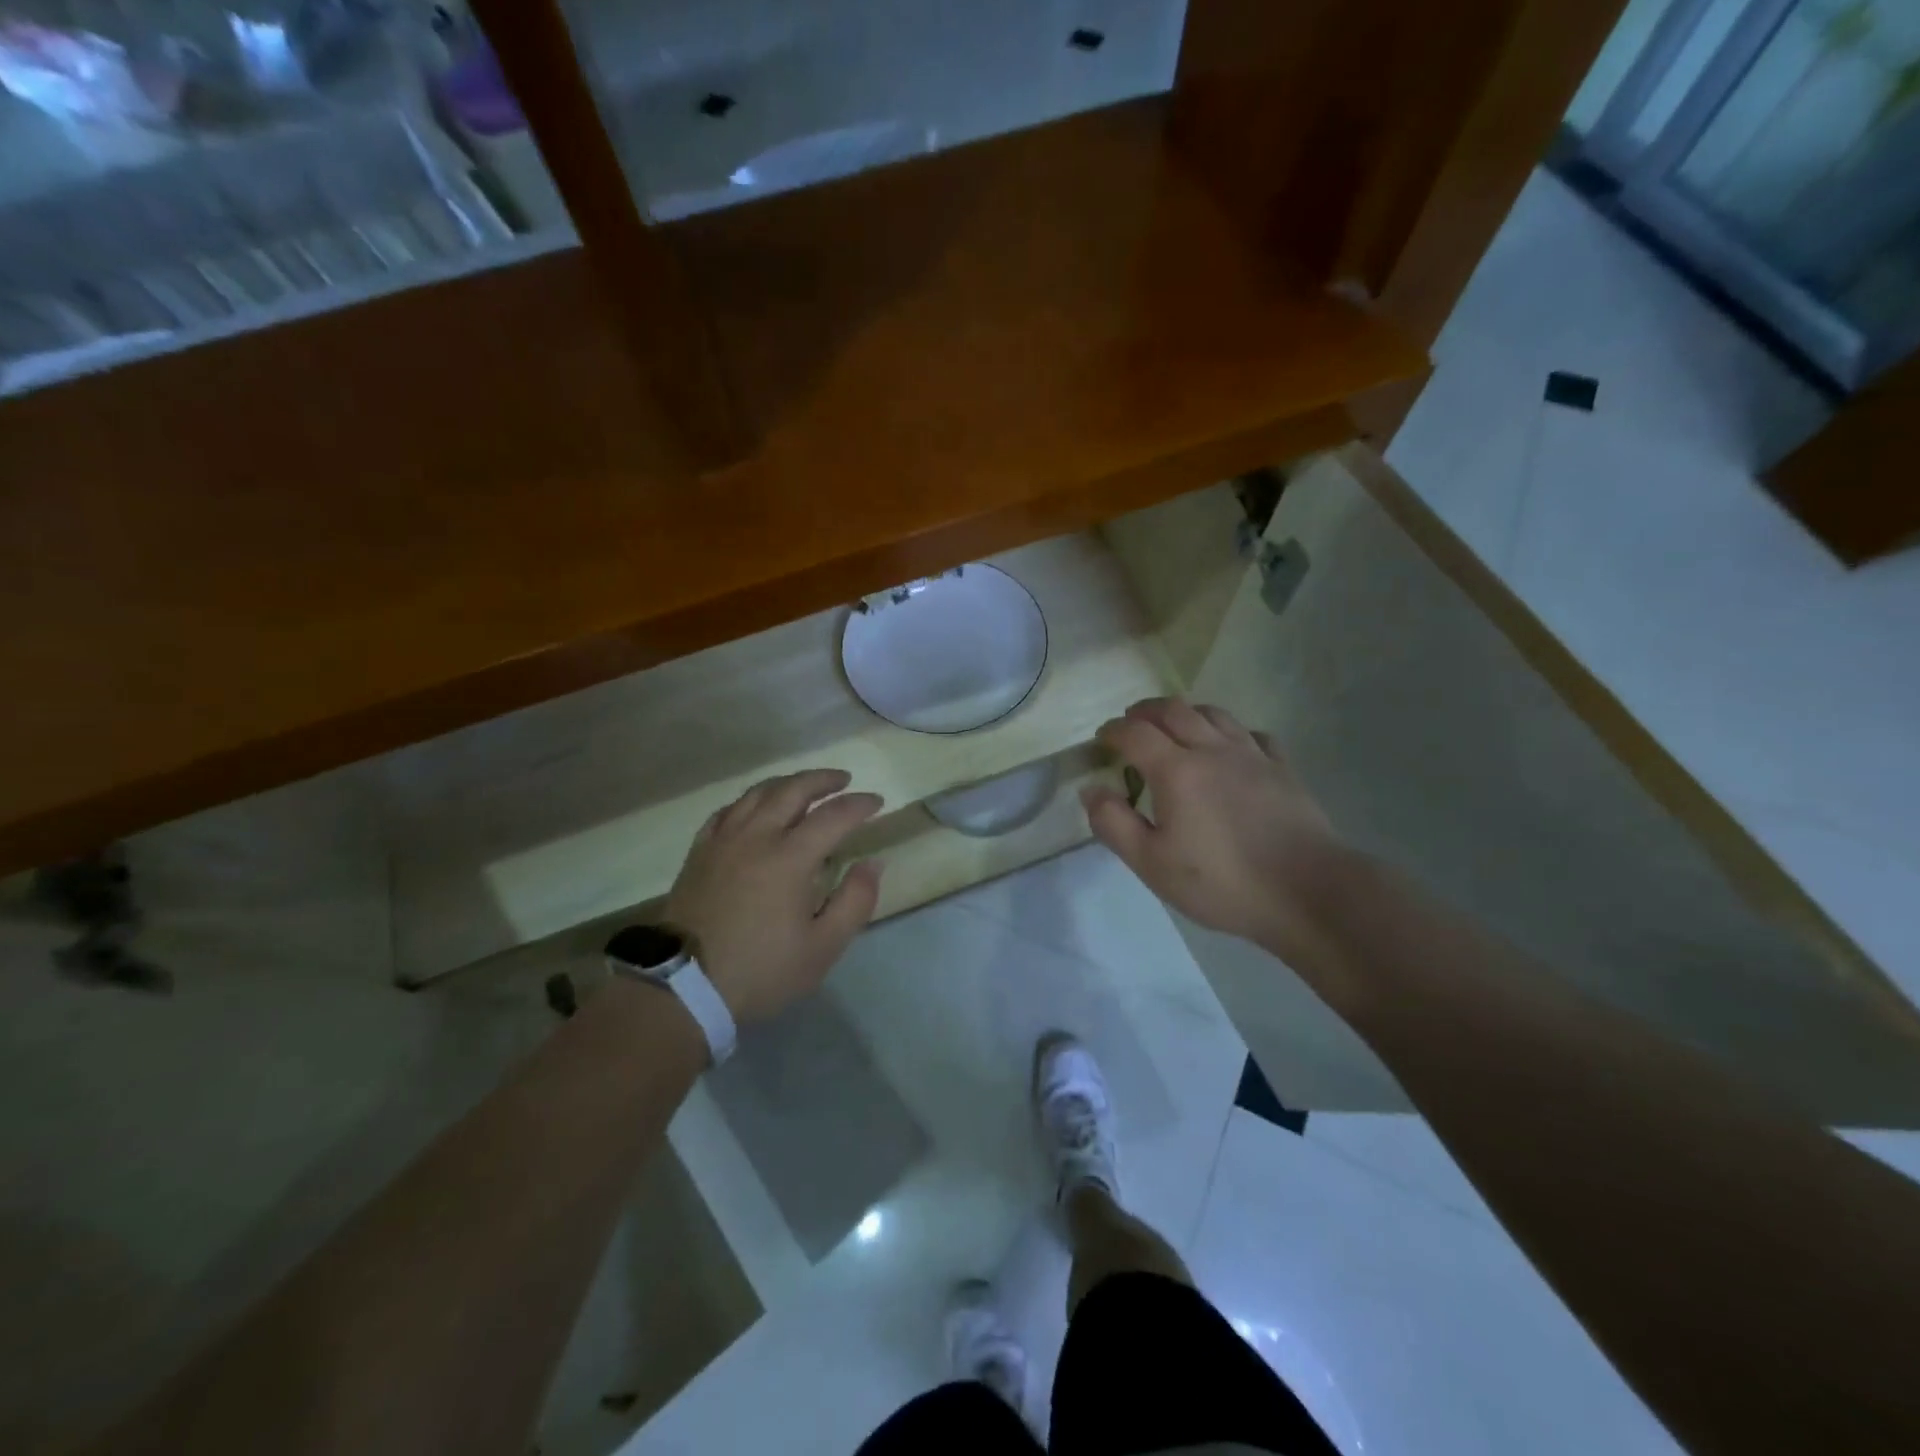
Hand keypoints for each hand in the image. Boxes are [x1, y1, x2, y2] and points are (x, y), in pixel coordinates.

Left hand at [665, 769, 883, 1024]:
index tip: (877, 802)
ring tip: (805, 786)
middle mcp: (757, 837)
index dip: (859, 804)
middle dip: (823, 779)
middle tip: (844, 780)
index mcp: (790, 858)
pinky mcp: (700, 852)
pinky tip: (756, 808)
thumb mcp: (822, 947)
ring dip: (788, 782)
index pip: (833, 815)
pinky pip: (727, 810)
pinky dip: (750, 801)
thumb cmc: (761, 970)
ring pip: (758, 793)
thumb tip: (873, 863)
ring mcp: (723, 841)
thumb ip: (855, 901)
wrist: (684, 987)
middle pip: (793, 789)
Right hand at [1081, 698, 1349, 963]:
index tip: (1102, 738)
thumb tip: (1091, 790)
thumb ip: (1113, 823)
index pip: (1135, 733)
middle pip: (1173, 710)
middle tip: (1131, 722)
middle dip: (1145, 711)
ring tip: (1175, 726)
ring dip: (1186, 713)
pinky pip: (1252, 734)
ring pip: (1214, 714)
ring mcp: (1252, 755)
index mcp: (1176, 770)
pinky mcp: (1282, 768)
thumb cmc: (1221, 881)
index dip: (1113, 731)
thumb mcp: (1151, 864)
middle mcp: (1212, 750)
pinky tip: (1231, 749)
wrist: (1307, 891)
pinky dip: (1232, 733)